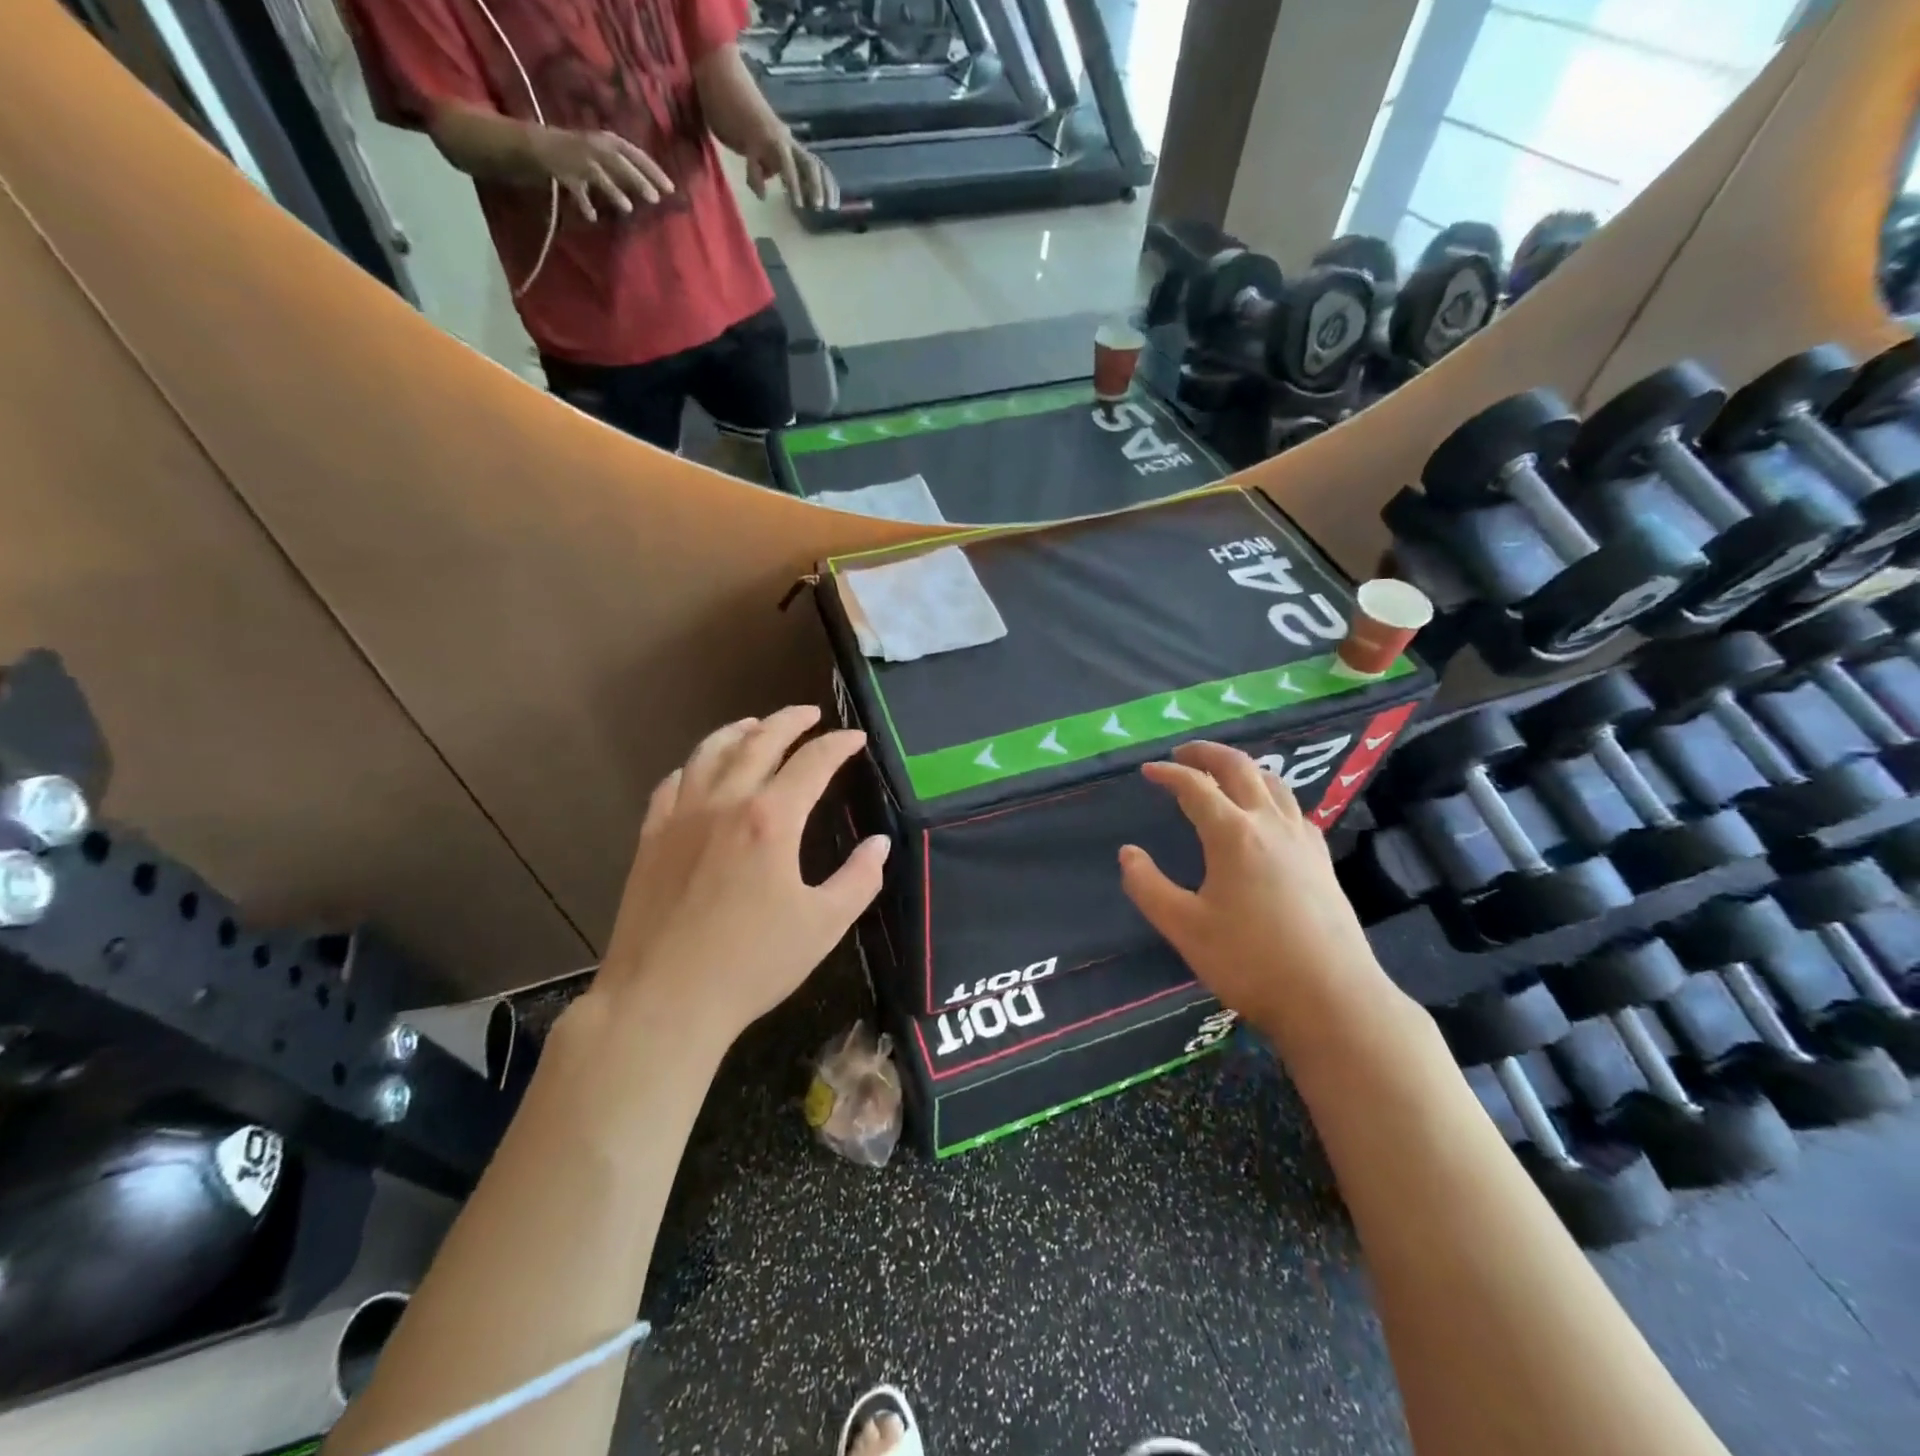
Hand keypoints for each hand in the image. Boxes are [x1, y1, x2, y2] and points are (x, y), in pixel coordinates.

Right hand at [526, 126, 674, 220]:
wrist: (544, 145)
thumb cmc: (586, 154)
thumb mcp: (610, 156)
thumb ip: (630, 171)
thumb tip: (656, 189)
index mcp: (610, 141)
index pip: (636, 154)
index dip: (653, 171)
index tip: (671, 189)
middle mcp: (596, 147)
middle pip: (620, 163)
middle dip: (638, 179)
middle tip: (656, 198)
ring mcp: (580, 159)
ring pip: (599, 175)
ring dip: (612, 190)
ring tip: (628, 208)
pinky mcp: (566, 173)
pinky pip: (577, 190)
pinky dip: (584, 203)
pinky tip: (592, 217)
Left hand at [599, 706, 888, 1045]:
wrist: (662, 1001)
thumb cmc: (752, 964)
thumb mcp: (823, 926)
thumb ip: (859, 879)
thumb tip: (879, 844)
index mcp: (771, 819)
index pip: (812, 762)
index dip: (838, 745)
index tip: (855, 739)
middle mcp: (724, 803)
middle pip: (759, 741)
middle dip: (789, 721)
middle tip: (809, 714)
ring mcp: (681, 817)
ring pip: (710, 753)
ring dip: (738, 731)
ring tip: (755, 725)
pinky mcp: (651, 838)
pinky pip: (672, 784)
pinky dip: (694, 766)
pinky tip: (700, 771)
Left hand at [743, 127, 837, 210]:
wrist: (761, 120)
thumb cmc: (754, 142)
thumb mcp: (749, 155)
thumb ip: (754, 176)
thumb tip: (763, 196)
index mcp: (779, 145)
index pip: (789, 167)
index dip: (794, 185)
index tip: (799, 205)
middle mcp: (795, 148)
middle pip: (811, 165)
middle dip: (816, 186)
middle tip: (818, 207)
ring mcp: (804, 152)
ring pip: (820, 167)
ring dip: (828, 187)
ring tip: (832, 207)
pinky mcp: (809, 158)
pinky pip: (823, 170)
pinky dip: (830, 185)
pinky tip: (834, 201)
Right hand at [1119, 742, 1393, 1042]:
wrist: (1332, 998)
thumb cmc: (1250, 962)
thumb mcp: (1185, 928)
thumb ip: (1148, 887)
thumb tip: (1127, 853)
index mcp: (1233, 834)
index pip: (1196, 787)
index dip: (1169, 774)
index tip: (1148, 771)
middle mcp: (1271, 824)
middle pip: (1240, 769)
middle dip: (1208, 754)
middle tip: (1183, 753)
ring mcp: (1303, 840)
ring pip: (1274, 783)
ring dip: (1244, 767)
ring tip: (1224, 772)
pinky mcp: (1322, 861)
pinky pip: (1294, 808)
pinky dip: (1272, 794)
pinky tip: (1269, 813)